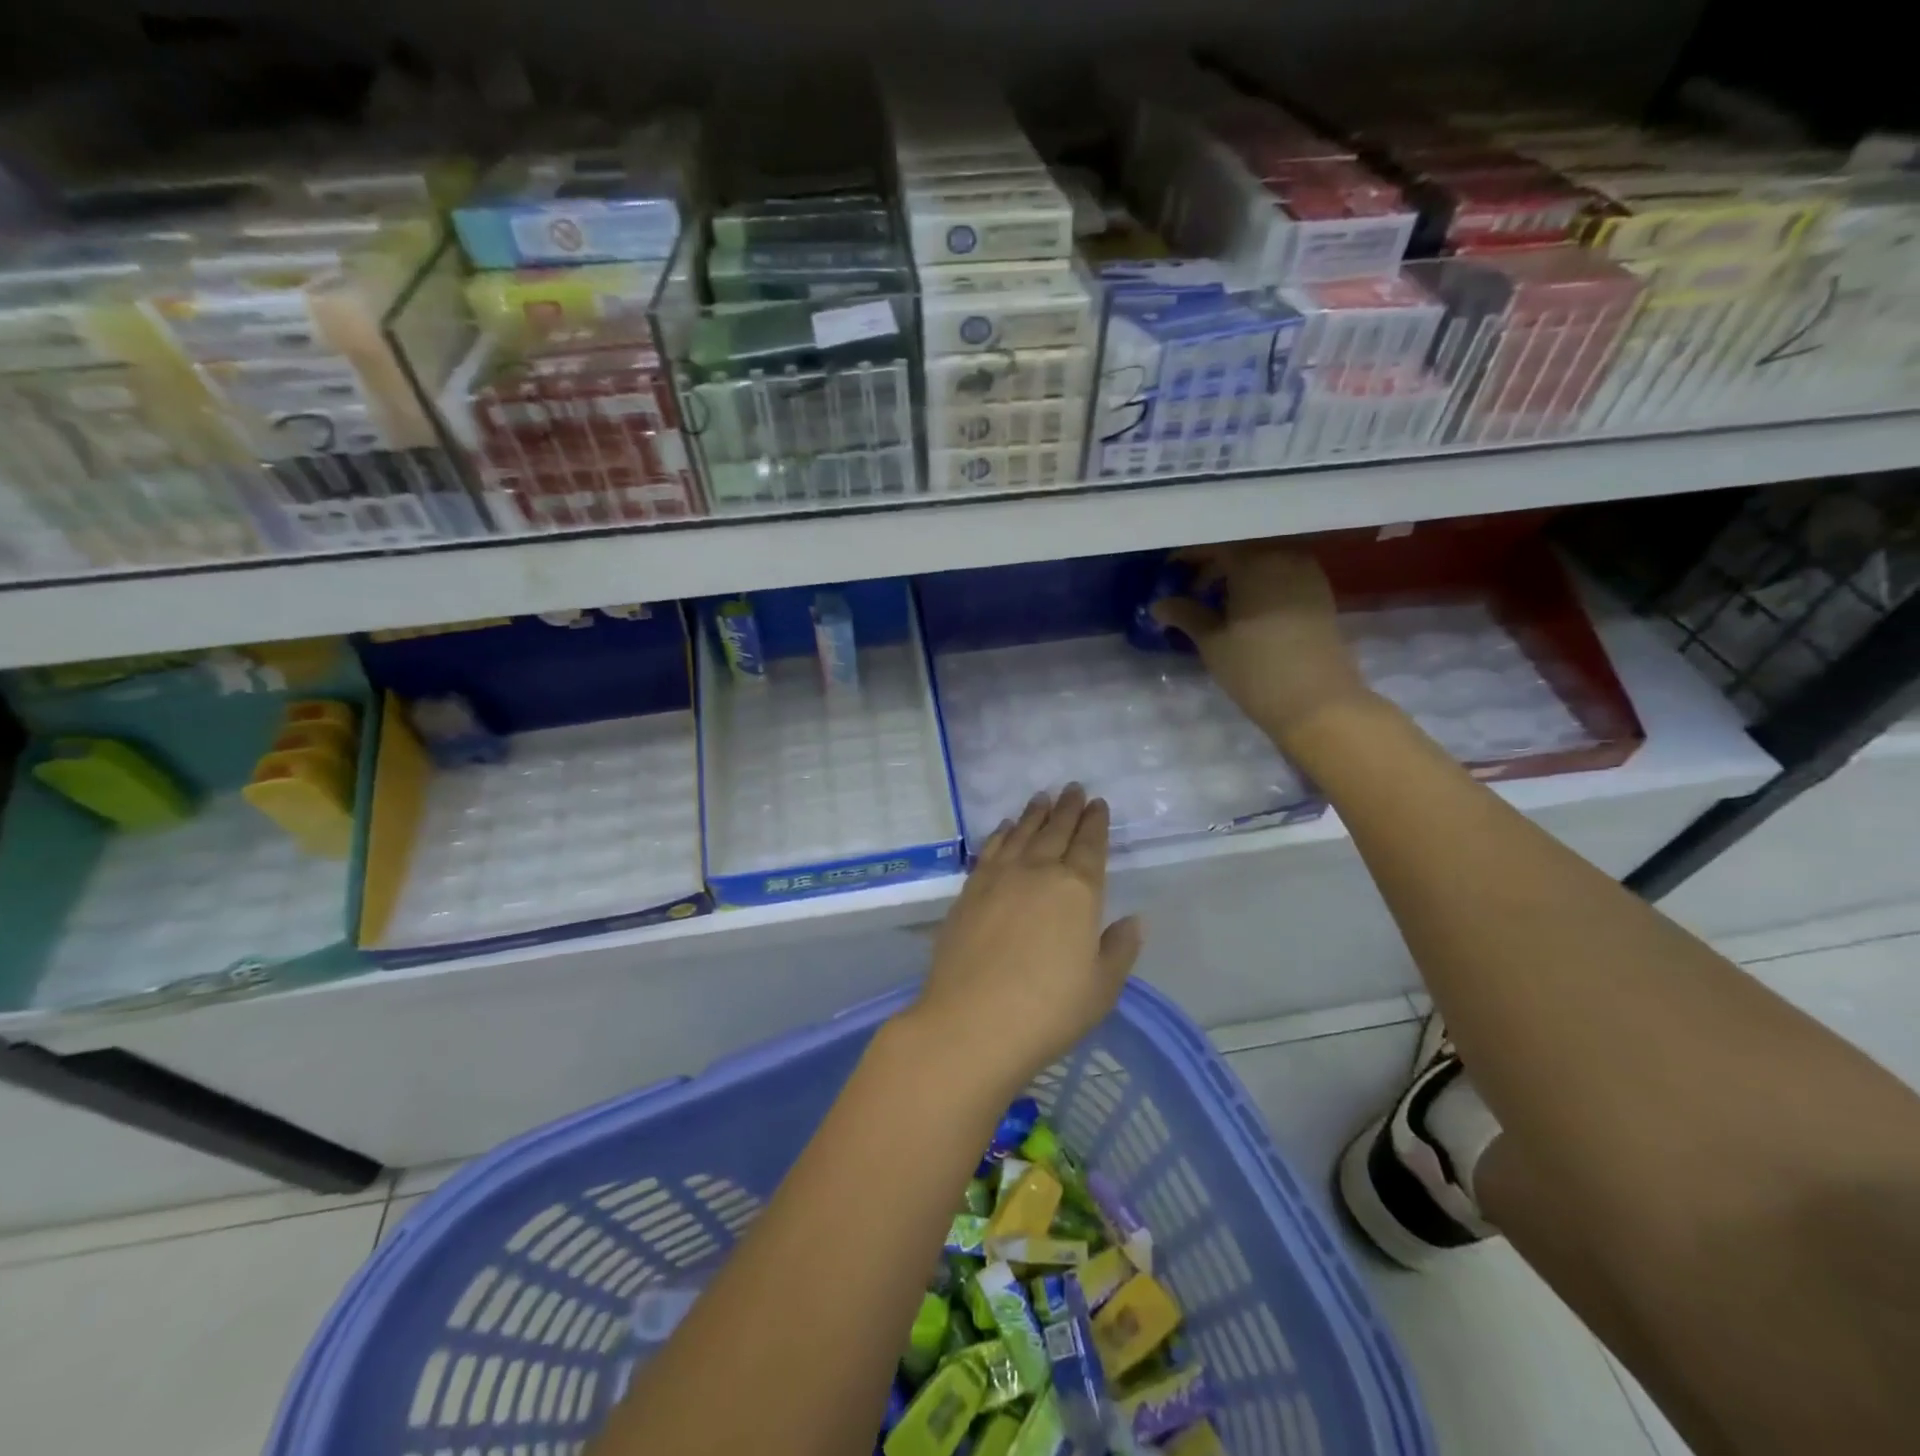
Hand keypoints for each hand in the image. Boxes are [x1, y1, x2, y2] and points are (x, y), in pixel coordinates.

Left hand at [908, 786, 1143, 1096]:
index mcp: (1078, 891)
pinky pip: (990, 850)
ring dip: (1035, 814)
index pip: (1090, 846)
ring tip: (1043, 797)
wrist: (972, 1022)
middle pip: (1056, 831)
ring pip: (1021, 834)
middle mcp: (1038, 872)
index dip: (1096, 823)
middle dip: (1068, 808)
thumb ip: (1119, 949)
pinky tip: (1005, 828)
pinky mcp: (969, 891)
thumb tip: (1133, 920)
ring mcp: (999, 878)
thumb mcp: (1101, 988)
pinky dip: (1001, 834)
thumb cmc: (1048, 1010)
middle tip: (1073, 788)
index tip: (1098, 804)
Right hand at [1150, 542, 1370, 743]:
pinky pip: (1282, 576)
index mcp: (1254, 561)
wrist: (1319, 702)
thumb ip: (1184, 614)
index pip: (1213, 546)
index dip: (1187, 558)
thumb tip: (1158, 603)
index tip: (1167, 575)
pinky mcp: (1320, 594)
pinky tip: (1246, 611)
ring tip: (1216, 604)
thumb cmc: (1256, 669)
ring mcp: (1307, 574)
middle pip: (1240, 550)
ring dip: (1237, 576)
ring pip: (1263, 562)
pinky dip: (1260, 585)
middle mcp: (1284, 556)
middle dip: (1212, 567)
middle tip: (1188, 592)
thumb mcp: (1211, 642)